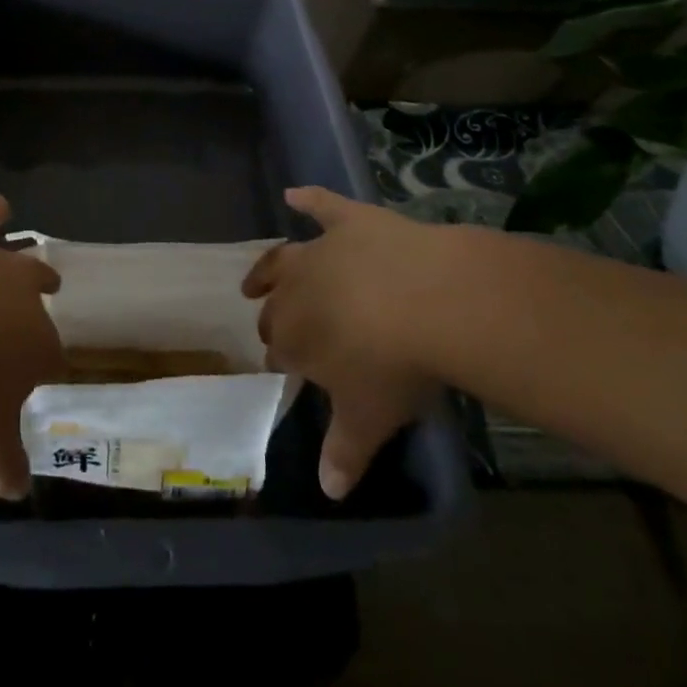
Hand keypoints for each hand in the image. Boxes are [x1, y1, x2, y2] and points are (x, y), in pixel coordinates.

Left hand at [0, 193, 62, 500]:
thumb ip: (4, 465)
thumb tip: (18, 492)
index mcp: (38, 345)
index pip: (53, 358)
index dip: (43, 368)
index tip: (31, 379)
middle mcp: (25, 295)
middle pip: (44, 293)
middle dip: (41, 304)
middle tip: (28, 317)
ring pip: (23, 251)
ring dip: (23, 259)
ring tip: (19, 261)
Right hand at [243, 187, 440, 500]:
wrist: (430, 300)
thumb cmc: (395, 366)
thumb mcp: (371, 418)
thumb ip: (345, 452)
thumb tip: (329, 492)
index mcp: (295, 337)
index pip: (279, 350)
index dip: (284, 359)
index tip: (289, 369)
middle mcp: (296, 289)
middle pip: (276, 304)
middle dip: (273, 317)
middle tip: (276, 329)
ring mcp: (322, 249)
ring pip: (283, 257)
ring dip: (267, 268)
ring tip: (256, 278)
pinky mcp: (349, 220)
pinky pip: (321, 204)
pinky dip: (307, 199)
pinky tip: (294, 194)